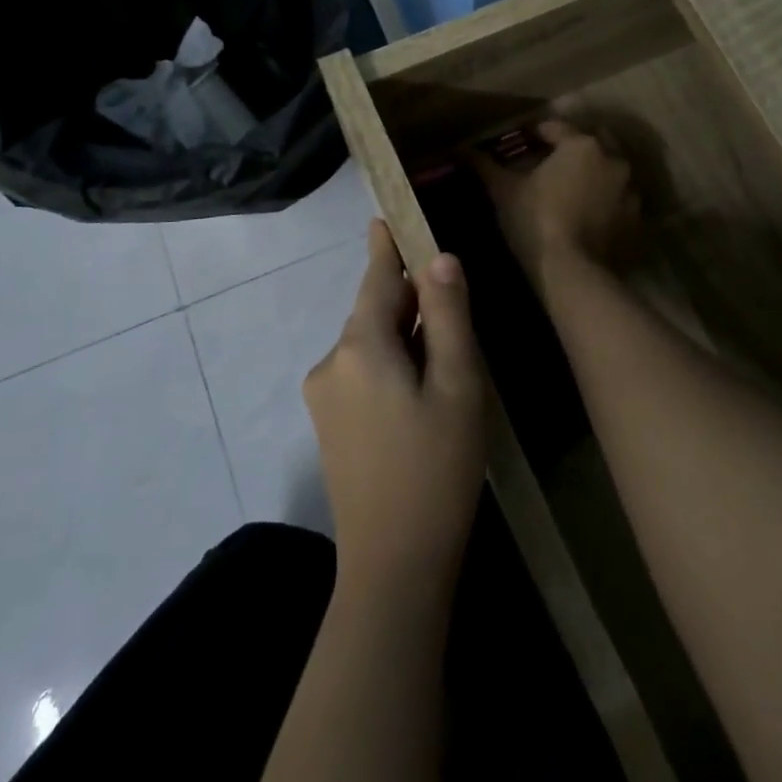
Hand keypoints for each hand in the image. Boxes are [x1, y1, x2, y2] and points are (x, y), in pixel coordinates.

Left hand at [304, 221, 486, 595]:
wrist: (393, 566)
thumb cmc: (436, 469)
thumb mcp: (457, 386)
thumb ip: (447, 317)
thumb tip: (440, 259)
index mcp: (360, 347)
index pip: (377, 278)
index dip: (387, 246)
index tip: (386, 214)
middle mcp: (331, 362)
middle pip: (373, 310)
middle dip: (408, 297)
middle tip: (449, 294)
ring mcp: (324, 396)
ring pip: (370, 343)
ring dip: (403, 334)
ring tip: (446, 350)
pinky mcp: (329, 425)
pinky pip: (362, 371)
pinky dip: (391, 362)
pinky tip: (421, 387)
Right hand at [479, 118, 639, 289]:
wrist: (573, 274)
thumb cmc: (536, 221)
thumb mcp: (504, 191)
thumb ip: (484, 166)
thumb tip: (462, 149)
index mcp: (582, 145)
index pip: (556, 127)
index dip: (536, 133)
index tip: (521, 143)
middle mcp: (613, 160)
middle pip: (592, 142)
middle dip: (573, 147)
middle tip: (550, 162)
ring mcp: (630, 191)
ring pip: (609, 170)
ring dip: (593, 173)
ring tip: (570, 188)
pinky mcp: (636, 220)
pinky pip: (618, 200)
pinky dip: (605, 200)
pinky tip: (586, 214)